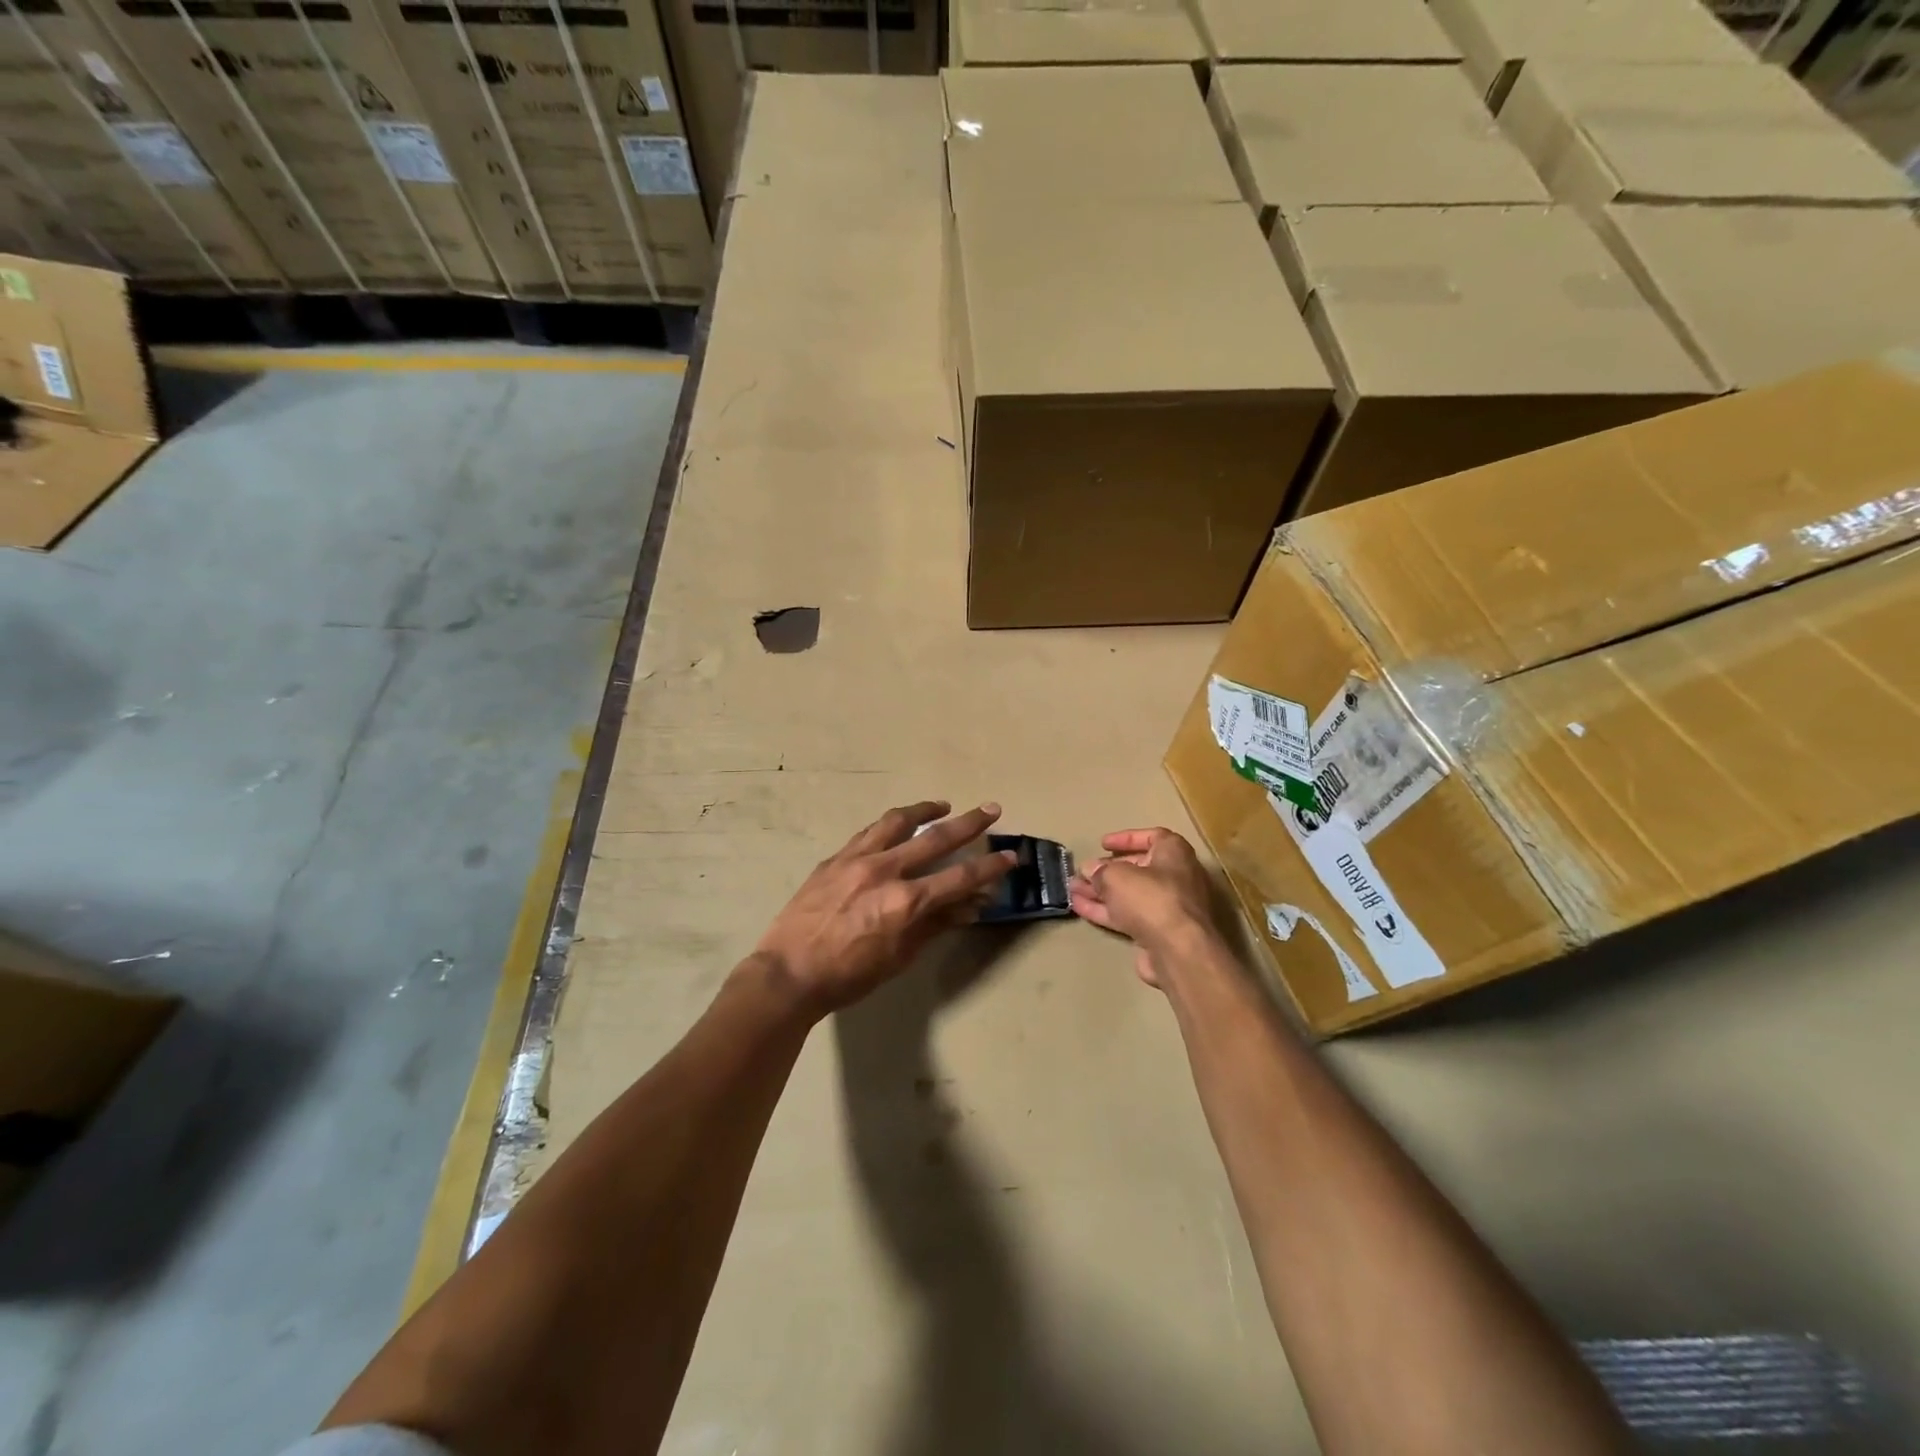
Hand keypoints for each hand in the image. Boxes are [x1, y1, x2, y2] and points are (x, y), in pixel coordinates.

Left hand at [753, 801, 1016, 1016]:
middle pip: (936, 839)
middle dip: (969, 824)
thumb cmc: (848, 976)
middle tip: (991, 809)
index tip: (1011, 856)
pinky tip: (897, 824)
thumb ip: (935, 925)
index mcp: (906, 902)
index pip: (960, 878)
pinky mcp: (835, 858)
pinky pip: (868, 832)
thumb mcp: (899, 958)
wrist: (788, 973)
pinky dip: (890, 825)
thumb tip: (970, 905)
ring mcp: (857, 859)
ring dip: (925, 810)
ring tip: (942, 806)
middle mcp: (885, 871)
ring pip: (898, 822)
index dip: (990, 868)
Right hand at [1069, 827, 1218, 989]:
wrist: (1178, 951)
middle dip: (1108, 870)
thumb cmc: (1152, 898)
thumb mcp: (1117, 876)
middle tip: (1084, 872)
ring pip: (1130, 895)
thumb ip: (1100, 871)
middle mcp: (1176, 878)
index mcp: (1174, 854)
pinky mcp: (1159, 933)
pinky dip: (1106, 911)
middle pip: (1138, 868)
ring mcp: (1168, 908)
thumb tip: (1090, 870)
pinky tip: (1080, 908)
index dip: (1126, 838)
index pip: (1152, 837)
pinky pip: (1129, 916)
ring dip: (1101, 892)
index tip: (1103, 845)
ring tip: (1072, 890)